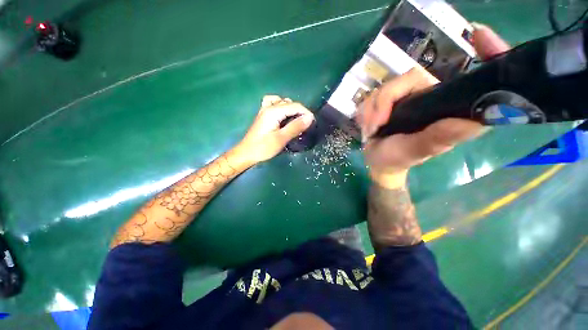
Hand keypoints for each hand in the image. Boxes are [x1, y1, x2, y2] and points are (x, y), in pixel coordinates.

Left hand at [237, 95, 314, 163]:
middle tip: (305, 124)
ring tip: (296, 120)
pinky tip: (283, 115)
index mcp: (273, 111)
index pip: (295, 106)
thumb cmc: (263, 148)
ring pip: (282, 102)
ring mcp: (265, 110)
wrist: (247, 153)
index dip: (306, 112)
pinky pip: (274, 105)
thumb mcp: (281, 139)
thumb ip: (295, 127)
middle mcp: (269, 107)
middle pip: (289, 103)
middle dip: (300, 111)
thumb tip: (310, 118)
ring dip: (291, 109)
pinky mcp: (264, 115)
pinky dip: (281, 107)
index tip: (313, 123)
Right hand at [358, 24, 509, 187]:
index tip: (480, 33)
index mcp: (446, 106)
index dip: (483, 52)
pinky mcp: (387, 101)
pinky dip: (365, 112)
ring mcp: (405, 97)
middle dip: (383, 102)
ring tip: (371, 131)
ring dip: (371, 111)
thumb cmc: (398, 158)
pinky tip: (368, 126)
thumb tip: (473, 121)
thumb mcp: (416, 150)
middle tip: (376, 125)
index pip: (463, 76)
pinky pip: (371, 96)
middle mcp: (429, 96)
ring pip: (383, 88)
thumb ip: (438, 137)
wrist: (376, 160)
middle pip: (406, 78)